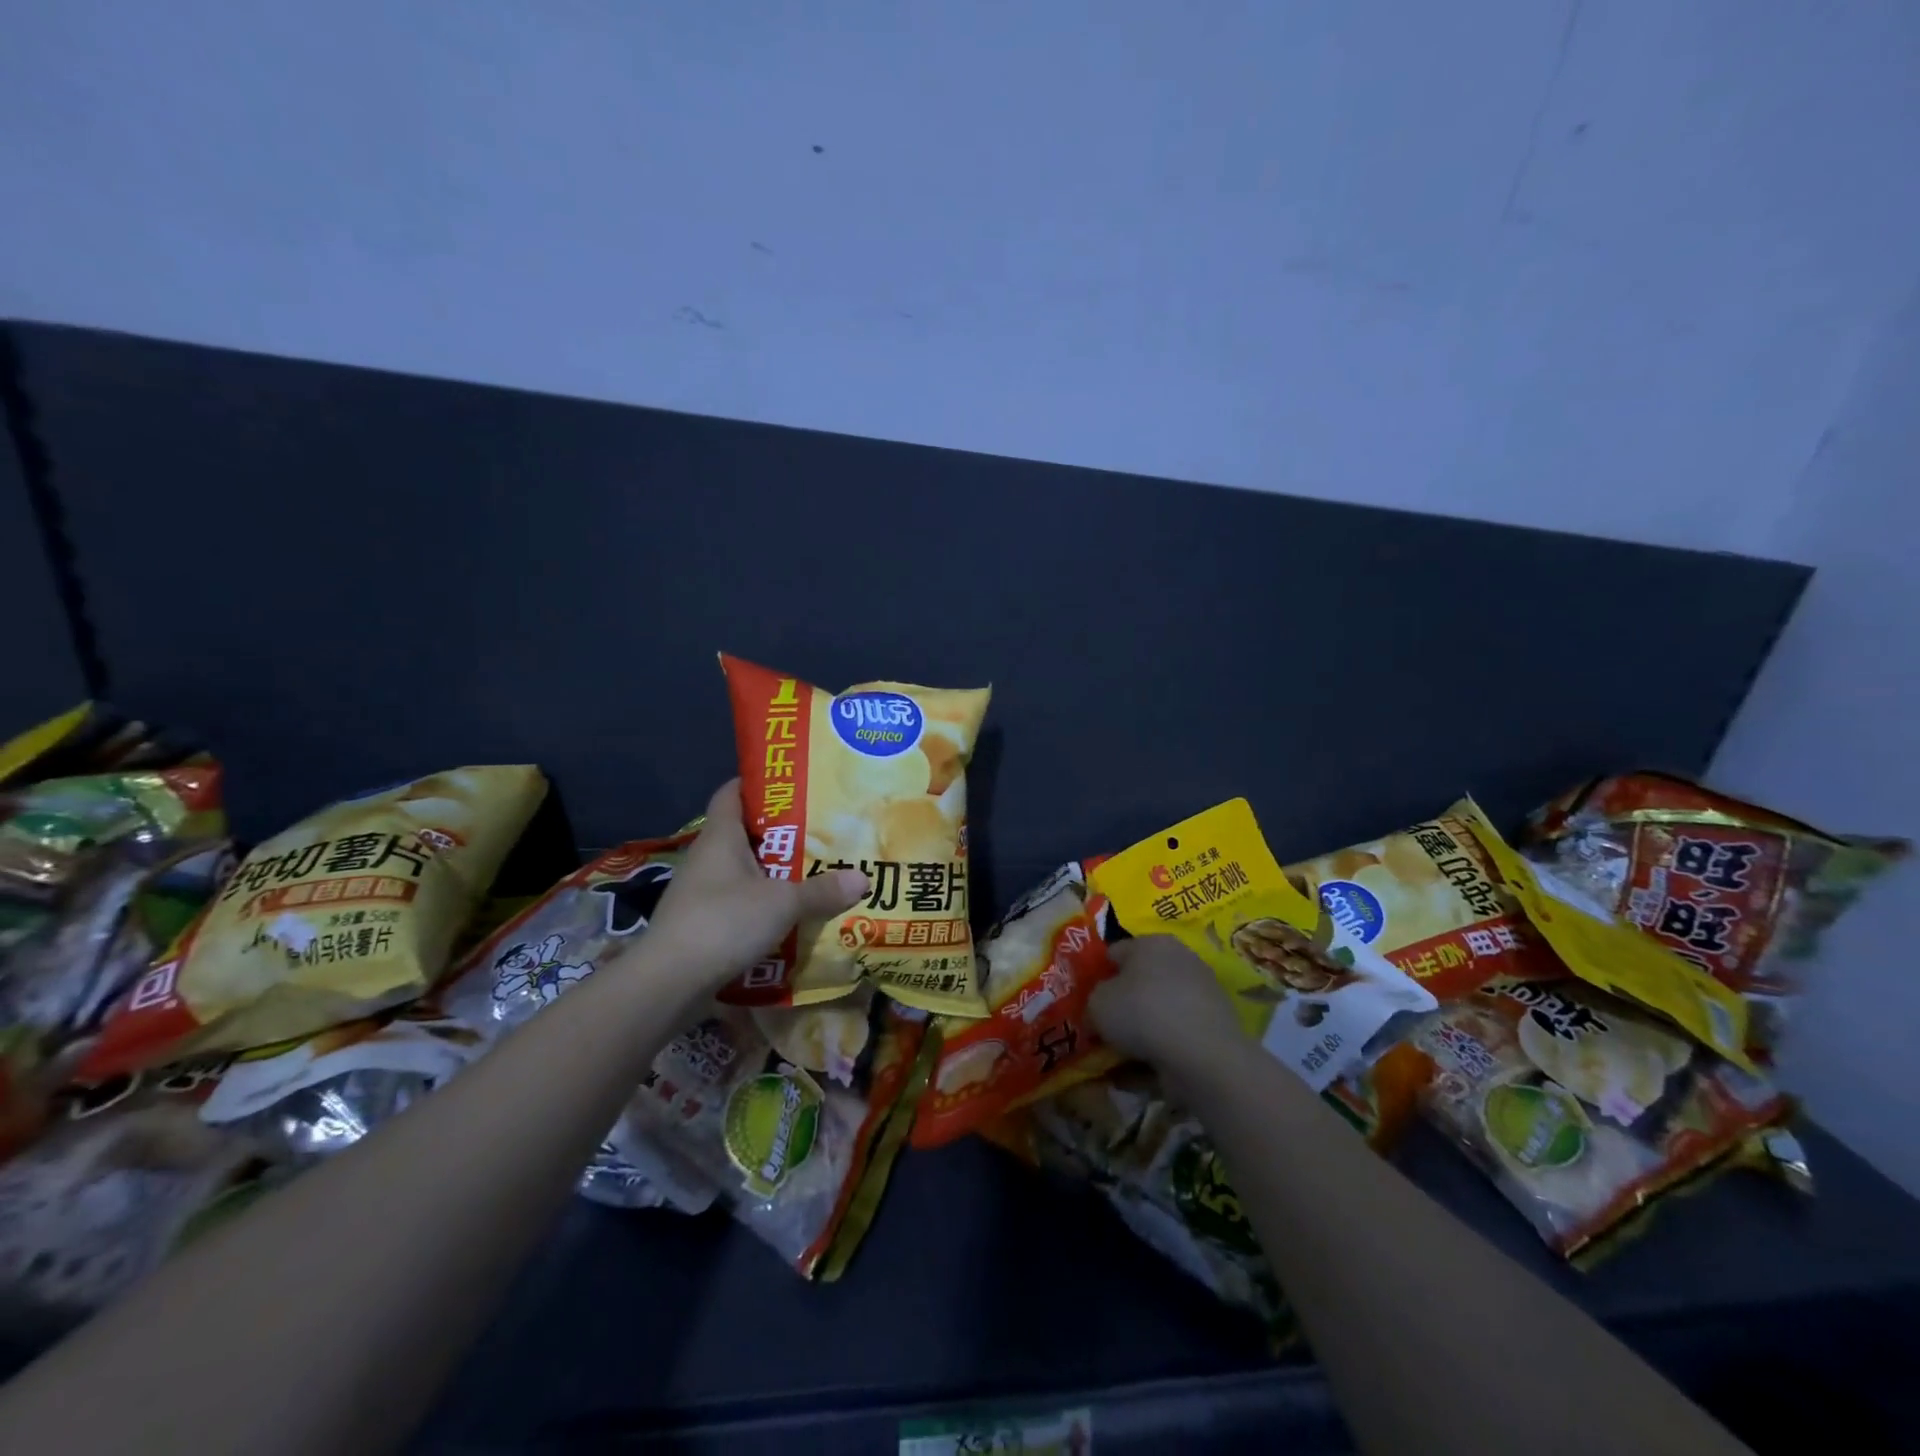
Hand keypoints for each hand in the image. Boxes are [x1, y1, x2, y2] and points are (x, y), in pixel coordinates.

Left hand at [640, 781, 867, 991]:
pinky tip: (789, 917)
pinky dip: (762, 906)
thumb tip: (863, 878)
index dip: (756, 783)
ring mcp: (700, 893)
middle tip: (820, 832)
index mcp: (720, 837)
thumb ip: (822, 891)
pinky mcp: (700, 925)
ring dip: (773, 874)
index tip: (790, 785)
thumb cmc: (723, 922)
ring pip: (743, 872)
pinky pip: (738, 904)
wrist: (669, 982)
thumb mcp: (782, 903)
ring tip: (813, 874)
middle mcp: (707, 858)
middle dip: (779, 834)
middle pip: (744, 834)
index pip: (731, 793)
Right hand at [1089, 934, 1244, 1073]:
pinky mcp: (1215, 1024)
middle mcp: (1179, 958)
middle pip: (1140, 980)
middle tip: (1106, 1029)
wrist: (1202, 1054)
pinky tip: (1147, 1070)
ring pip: (1159, 1009)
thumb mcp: (1097, 1003)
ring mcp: (1201, 991)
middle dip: (1124, 1003)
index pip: (1115, 952)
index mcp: (1151, 942)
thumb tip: (1099, 1010)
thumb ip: (1093, 1000)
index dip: (1099, 976)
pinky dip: (1163, 1048)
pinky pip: (1177, 1033)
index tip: (1088, 1001)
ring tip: (1123, 1057)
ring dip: (1143, 1030)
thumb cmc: (1142, 1013)